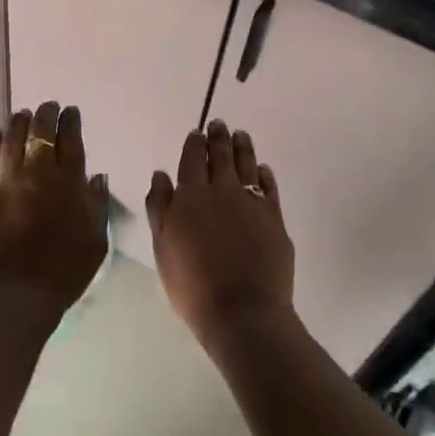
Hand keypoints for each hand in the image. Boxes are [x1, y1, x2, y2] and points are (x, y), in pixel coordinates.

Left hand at [0, 102, 107, 314]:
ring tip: (22, 113)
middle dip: (45, 115)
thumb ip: (97, 205)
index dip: (70, 122)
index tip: (70, 112)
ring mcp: (8, 182)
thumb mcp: (96, 241)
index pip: (70, 141)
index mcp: (69, 182)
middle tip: (47, 106)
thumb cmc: (64, 271)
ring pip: (12, 140)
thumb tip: (97, 178)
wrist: (16, 292)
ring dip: (18, 123)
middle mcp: (38, 173)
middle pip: (40, 133)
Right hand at [146, 120, 294, 347]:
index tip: (197, 132)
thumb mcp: (163, 247)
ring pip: (246, 165)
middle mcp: (222, 191)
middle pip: (221, 155)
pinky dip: (264, 174)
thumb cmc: (193, 284)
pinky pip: (269, 187)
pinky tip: (262, 169)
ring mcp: (251, 203)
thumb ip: (160, 207)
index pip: (192, 158)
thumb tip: (161, 174)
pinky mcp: (274, 219)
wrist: (243, 311)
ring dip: (243, 147)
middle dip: (219, 137)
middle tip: (220, 124)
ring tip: (241, 135)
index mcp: (191, 195)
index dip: (194, 143)